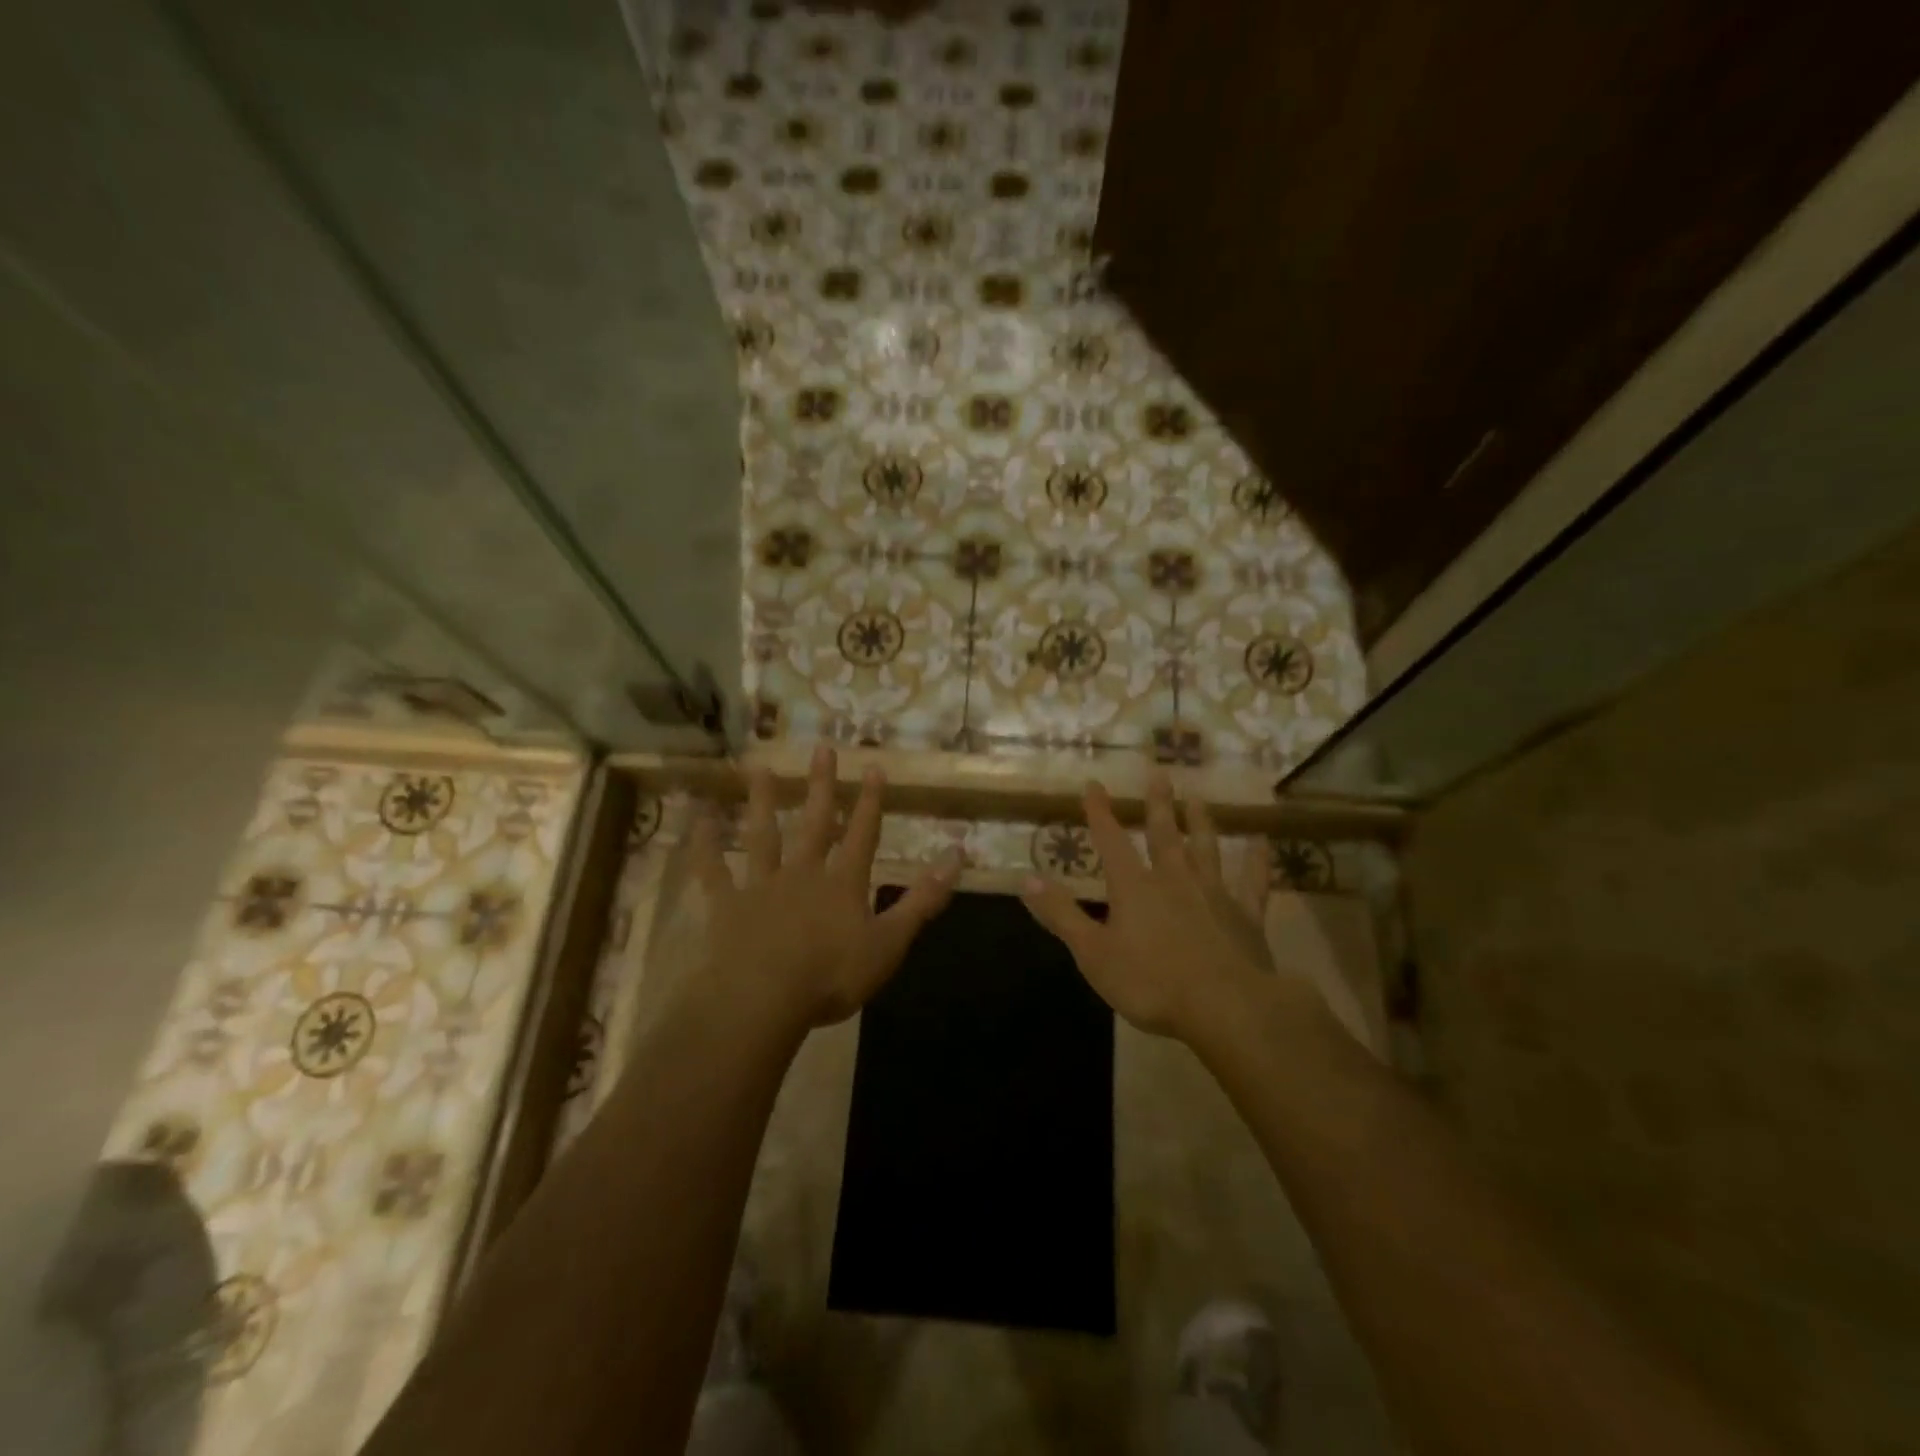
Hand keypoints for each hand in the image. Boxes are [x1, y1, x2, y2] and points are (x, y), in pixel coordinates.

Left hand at [690, 746, 957, 1031]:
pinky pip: (713, 869)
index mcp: (843, 884)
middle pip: (816, 823)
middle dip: (823, 787)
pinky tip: (698, 819)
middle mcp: (803, 874)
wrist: (763, 998)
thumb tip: (957, 856)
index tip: (874, 767)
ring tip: (761, 769)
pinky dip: (704, 845)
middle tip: (822, 749)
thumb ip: (922, 900)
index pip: (863, 835)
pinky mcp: (727, 905)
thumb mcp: (890, 942)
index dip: (871, 802)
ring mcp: (762, 886)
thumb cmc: (832, 975)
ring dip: (764, 802)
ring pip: (764, 836)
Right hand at [1022, 772, 1275, 1040]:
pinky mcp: (1246, 916)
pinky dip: (1257, 861)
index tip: (1093, 783)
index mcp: (1134, 888)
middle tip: (1159, 773)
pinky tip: (1262, 843)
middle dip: (1157, 804)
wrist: (1225, 1007)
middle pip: (1163, 834)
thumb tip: (1026, 878)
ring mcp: (1214, 894)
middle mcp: (1174, 879)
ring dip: (1200, 822)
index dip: (1099, 812)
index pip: (1110, 841)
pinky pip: (1252, 882)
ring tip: (1199, 797)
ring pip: (1205, 849)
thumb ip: (1061, 915)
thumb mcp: (1093, 953)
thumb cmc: (1151, 982)